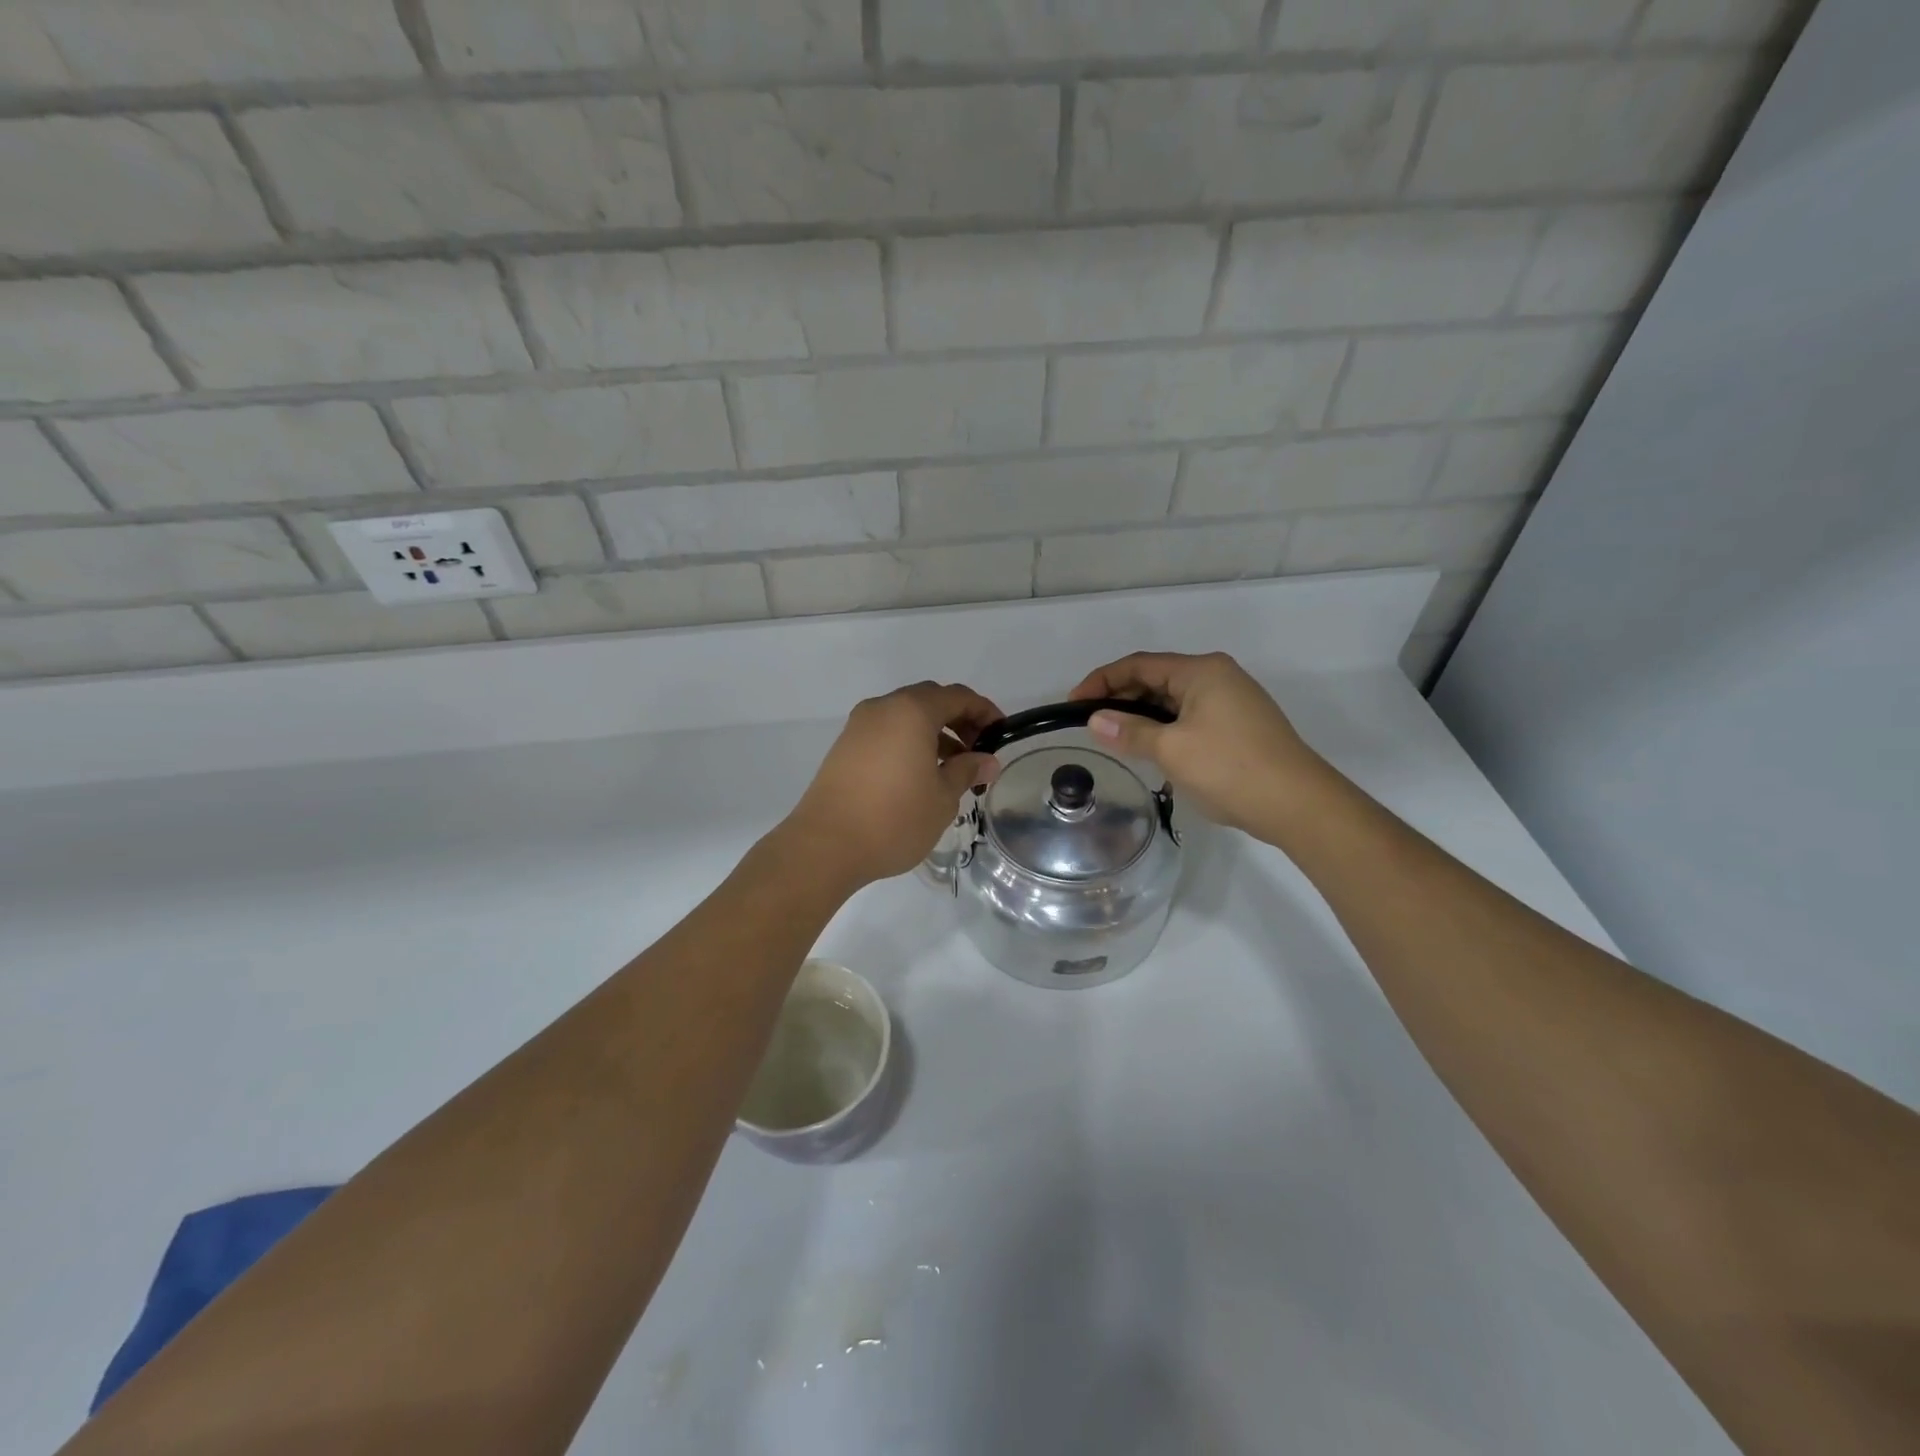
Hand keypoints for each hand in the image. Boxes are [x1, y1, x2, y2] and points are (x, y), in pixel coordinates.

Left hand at [783, 682, 1004, 888]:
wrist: (825, 846)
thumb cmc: (894, 818)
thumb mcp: (942, 798)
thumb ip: (967, 771)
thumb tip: (988, 761)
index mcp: (911, 711)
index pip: (957, 697)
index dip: (984, 711)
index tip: (1001, 734)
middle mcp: (883, 708)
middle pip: (929, 701)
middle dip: (958, 720)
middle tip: (978, 751)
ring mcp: (858, 726)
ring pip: (905, 717)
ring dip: (933, 733)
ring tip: (951, 769)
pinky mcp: (844, 748)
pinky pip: (886, 733)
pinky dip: (908, 743)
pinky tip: (919, 776)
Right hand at [1069, 652, 1328, 837]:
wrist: (1298, 804)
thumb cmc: (1230, 768)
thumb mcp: (1172, 750)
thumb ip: (1130, 732)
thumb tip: (1095, 720)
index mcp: (1201, 671)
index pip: (1139, 665)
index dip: (1101, 680)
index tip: (1073, 703)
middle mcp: (1218, 676)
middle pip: (1157, 679)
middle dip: (1121, 698)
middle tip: (1091, 723)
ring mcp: (1232, 701)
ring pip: (1174, 700)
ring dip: (1142, 715)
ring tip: (1115, 739)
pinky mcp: (1239, 726)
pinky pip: (1190, 717)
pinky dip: (1165, 728)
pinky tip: (1152, 750)